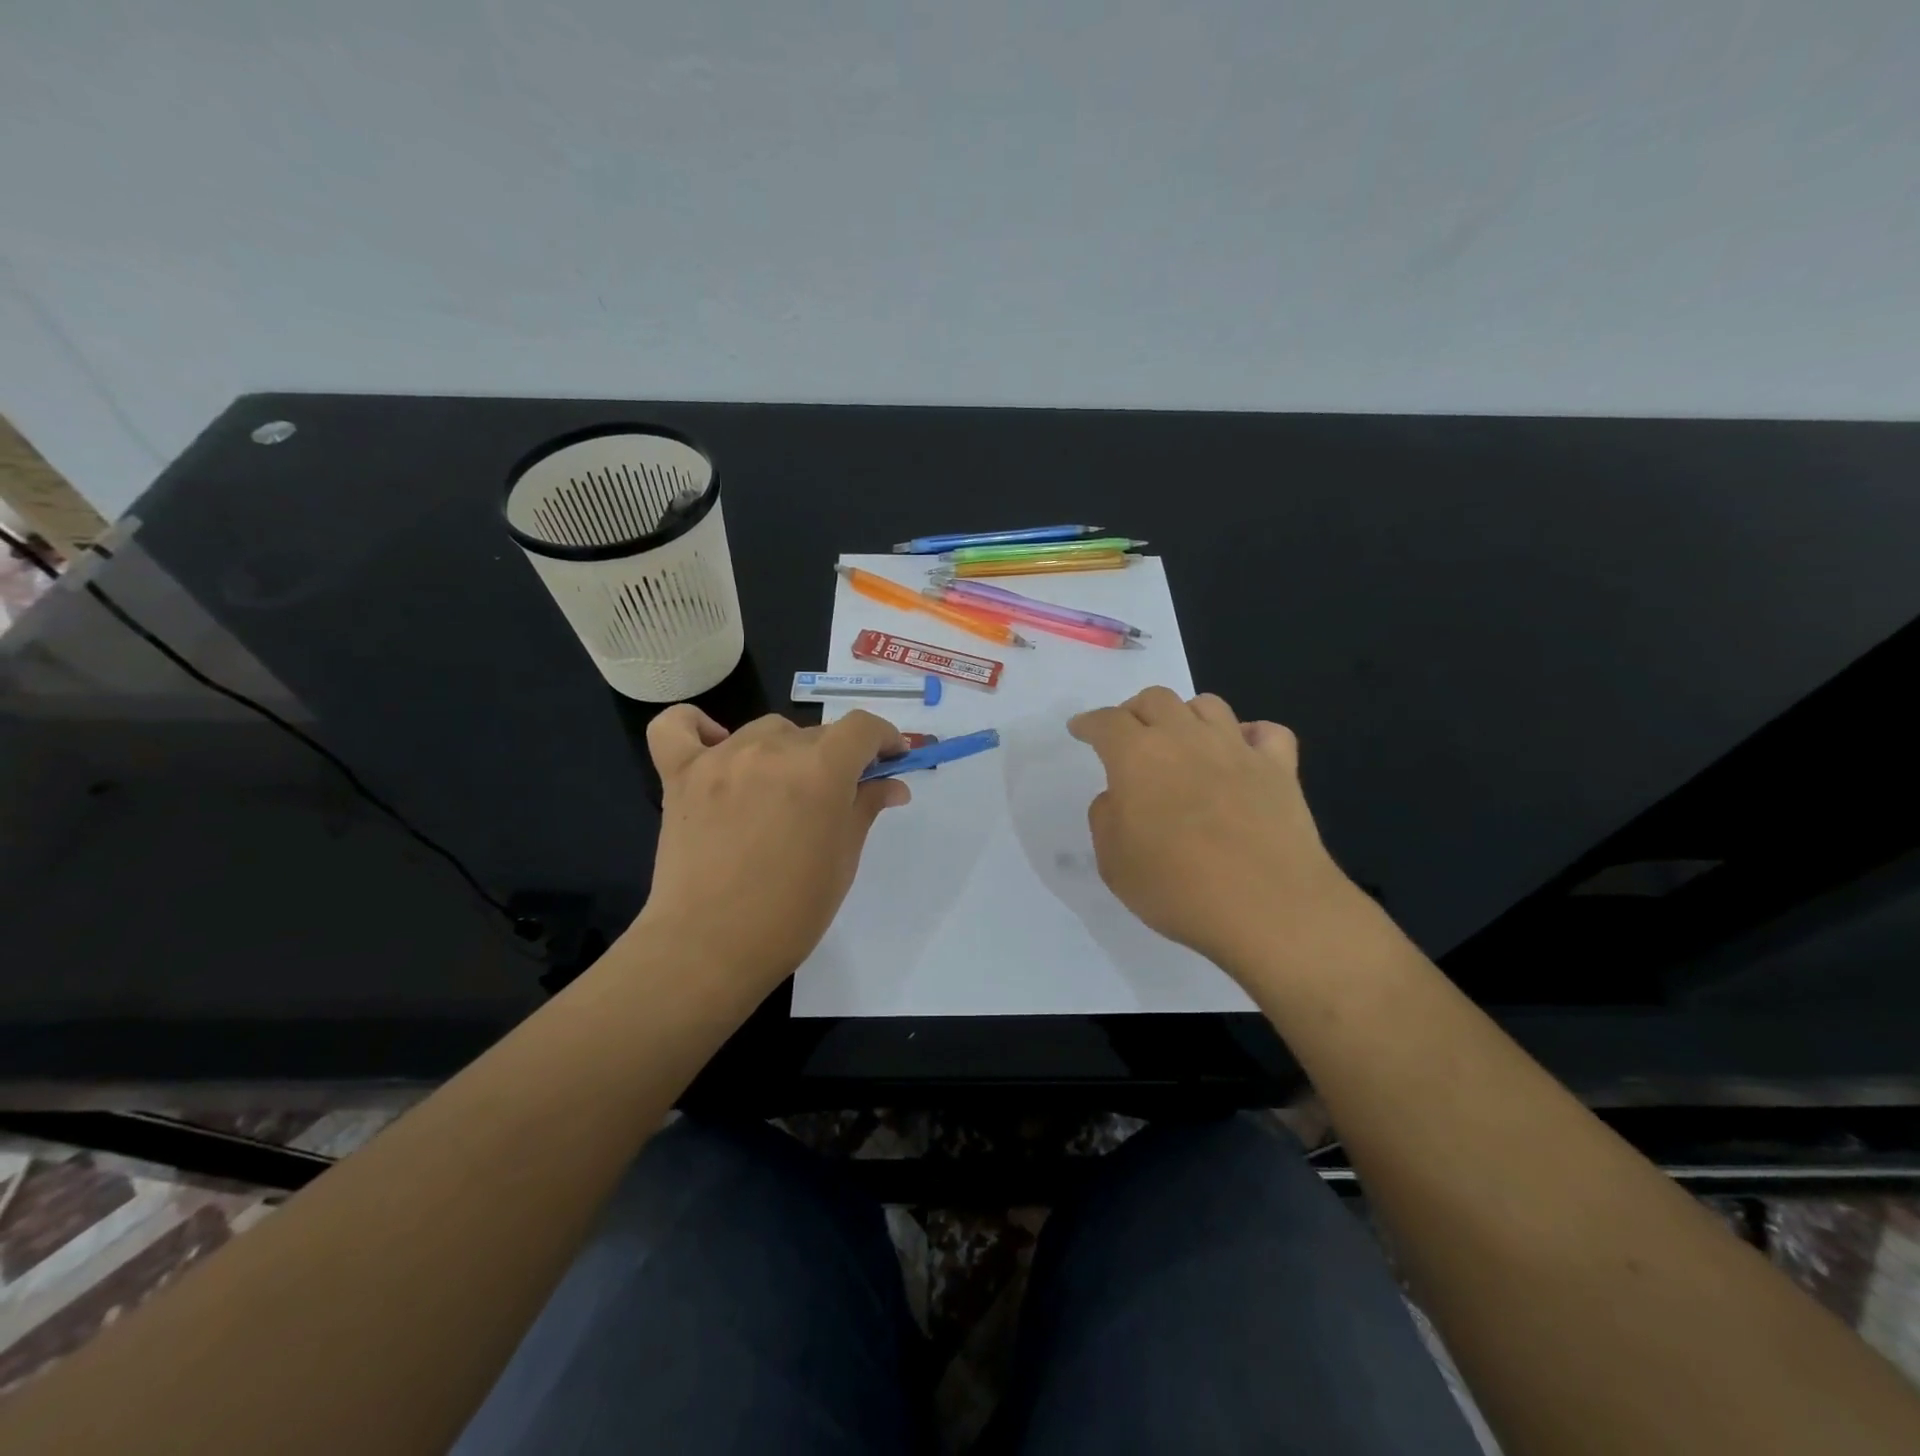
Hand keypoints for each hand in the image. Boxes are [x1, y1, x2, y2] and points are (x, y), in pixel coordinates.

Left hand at [634, 707, 909, 998]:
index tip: (891, 759)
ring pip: (766, 731)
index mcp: (820, 770)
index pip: (862, 728)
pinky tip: (715, 747)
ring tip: (783, 791)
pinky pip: (679, 727)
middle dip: (837, 758)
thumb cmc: (791, 912)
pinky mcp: (679, 774)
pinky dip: (699, 728)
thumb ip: (866, 808)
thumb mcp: (843, 859)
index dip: (884, 738)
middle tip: (838, 797)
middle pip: (815, 733)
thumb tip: (891, 784)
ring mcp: (720, 758)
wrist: (710, 948)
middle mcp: (771, 750)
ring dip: (786, 751)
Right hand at [1069, 687, 1361, 972]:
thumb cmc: (1177, 887)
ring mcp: (1236, 749)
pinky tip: (1242, 753)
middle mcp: (1185, 738)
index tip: (1080, 728)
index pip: (1106, 722)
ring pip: (1208, 705)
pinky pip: (1267, 732)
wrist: (1267, 908)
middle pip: (1156, 699)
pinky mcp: (1279, 768)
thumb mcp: (1113, 862)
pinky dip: (1250, 735)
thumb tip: (1118, 797)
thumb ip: (1106, 818)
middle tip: (1128, 735)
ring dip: (1186, 715)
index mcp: (1137, 756)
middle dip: (1134, 711)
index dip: (1089, 723)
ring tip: (1182, 739)